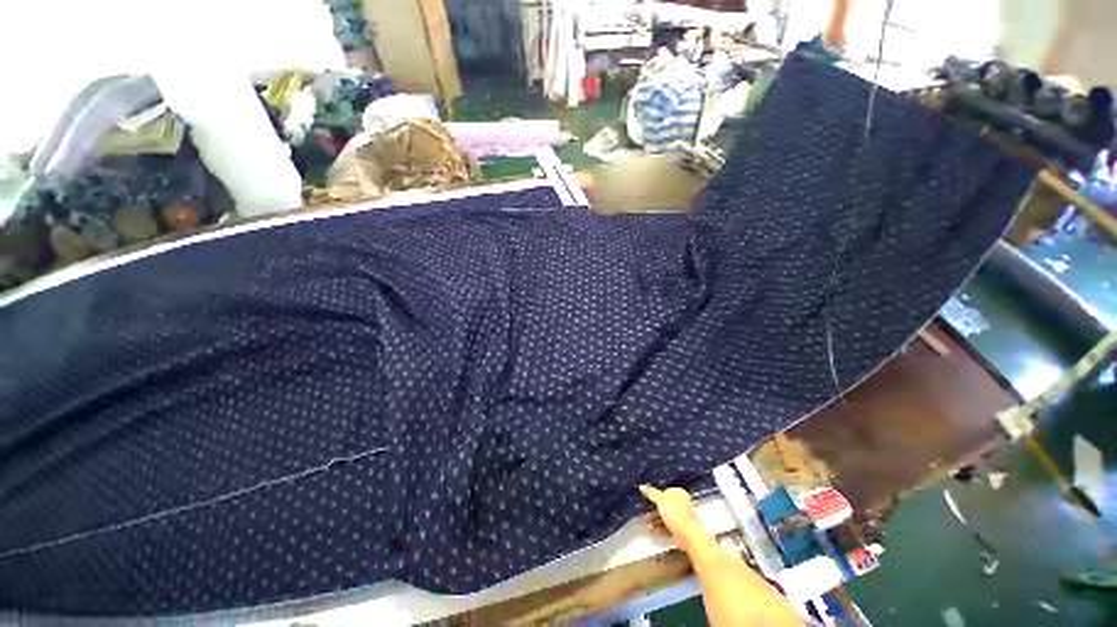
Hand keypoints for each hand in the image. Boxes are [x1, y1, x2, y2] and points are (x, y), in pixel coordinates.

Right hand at [640, 484, 703, 549]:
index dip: (655, 496)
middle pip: (665, 505)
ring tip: (647, 524)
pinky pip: (668, 526)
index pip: (665, 491)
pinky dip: (660, 527)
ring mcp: (682, 517)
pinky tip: (653, 529)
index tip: (647, 500)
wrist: (687, 535)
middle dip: (653, 511)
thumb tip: (642, 486)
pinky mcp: (681, 529)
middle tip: (645, 514)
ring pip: (665, 517)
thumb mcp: (660, 500)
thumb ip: (650, 493)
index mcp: (679, 493)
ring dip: (655, 520)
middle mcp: (682, 504)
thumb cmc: (675, 513)